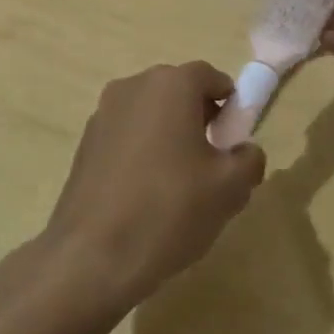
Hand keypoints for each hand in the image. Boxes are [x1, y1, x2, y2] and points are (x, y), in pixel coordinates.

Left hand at [42, 62, 265, 312]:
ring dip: (168, 135)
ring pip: (150, 114)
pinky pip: (126, 136)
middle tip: (212, 164)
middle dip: (199, 119)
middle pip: (177, 92)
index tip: (235, 140)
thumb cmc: (170, 209)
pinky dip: (141, 152)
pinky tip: (145, 195)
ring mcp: (102, 113)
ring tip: (178, 185)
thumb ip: (249, 159)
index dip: (230, 105)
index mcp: (170, 85)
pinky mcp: (84, 143)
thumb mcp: (230, 188)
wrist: (93, 255)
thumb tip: (244, 151)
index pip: (211, 77)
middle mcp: (133, 86)